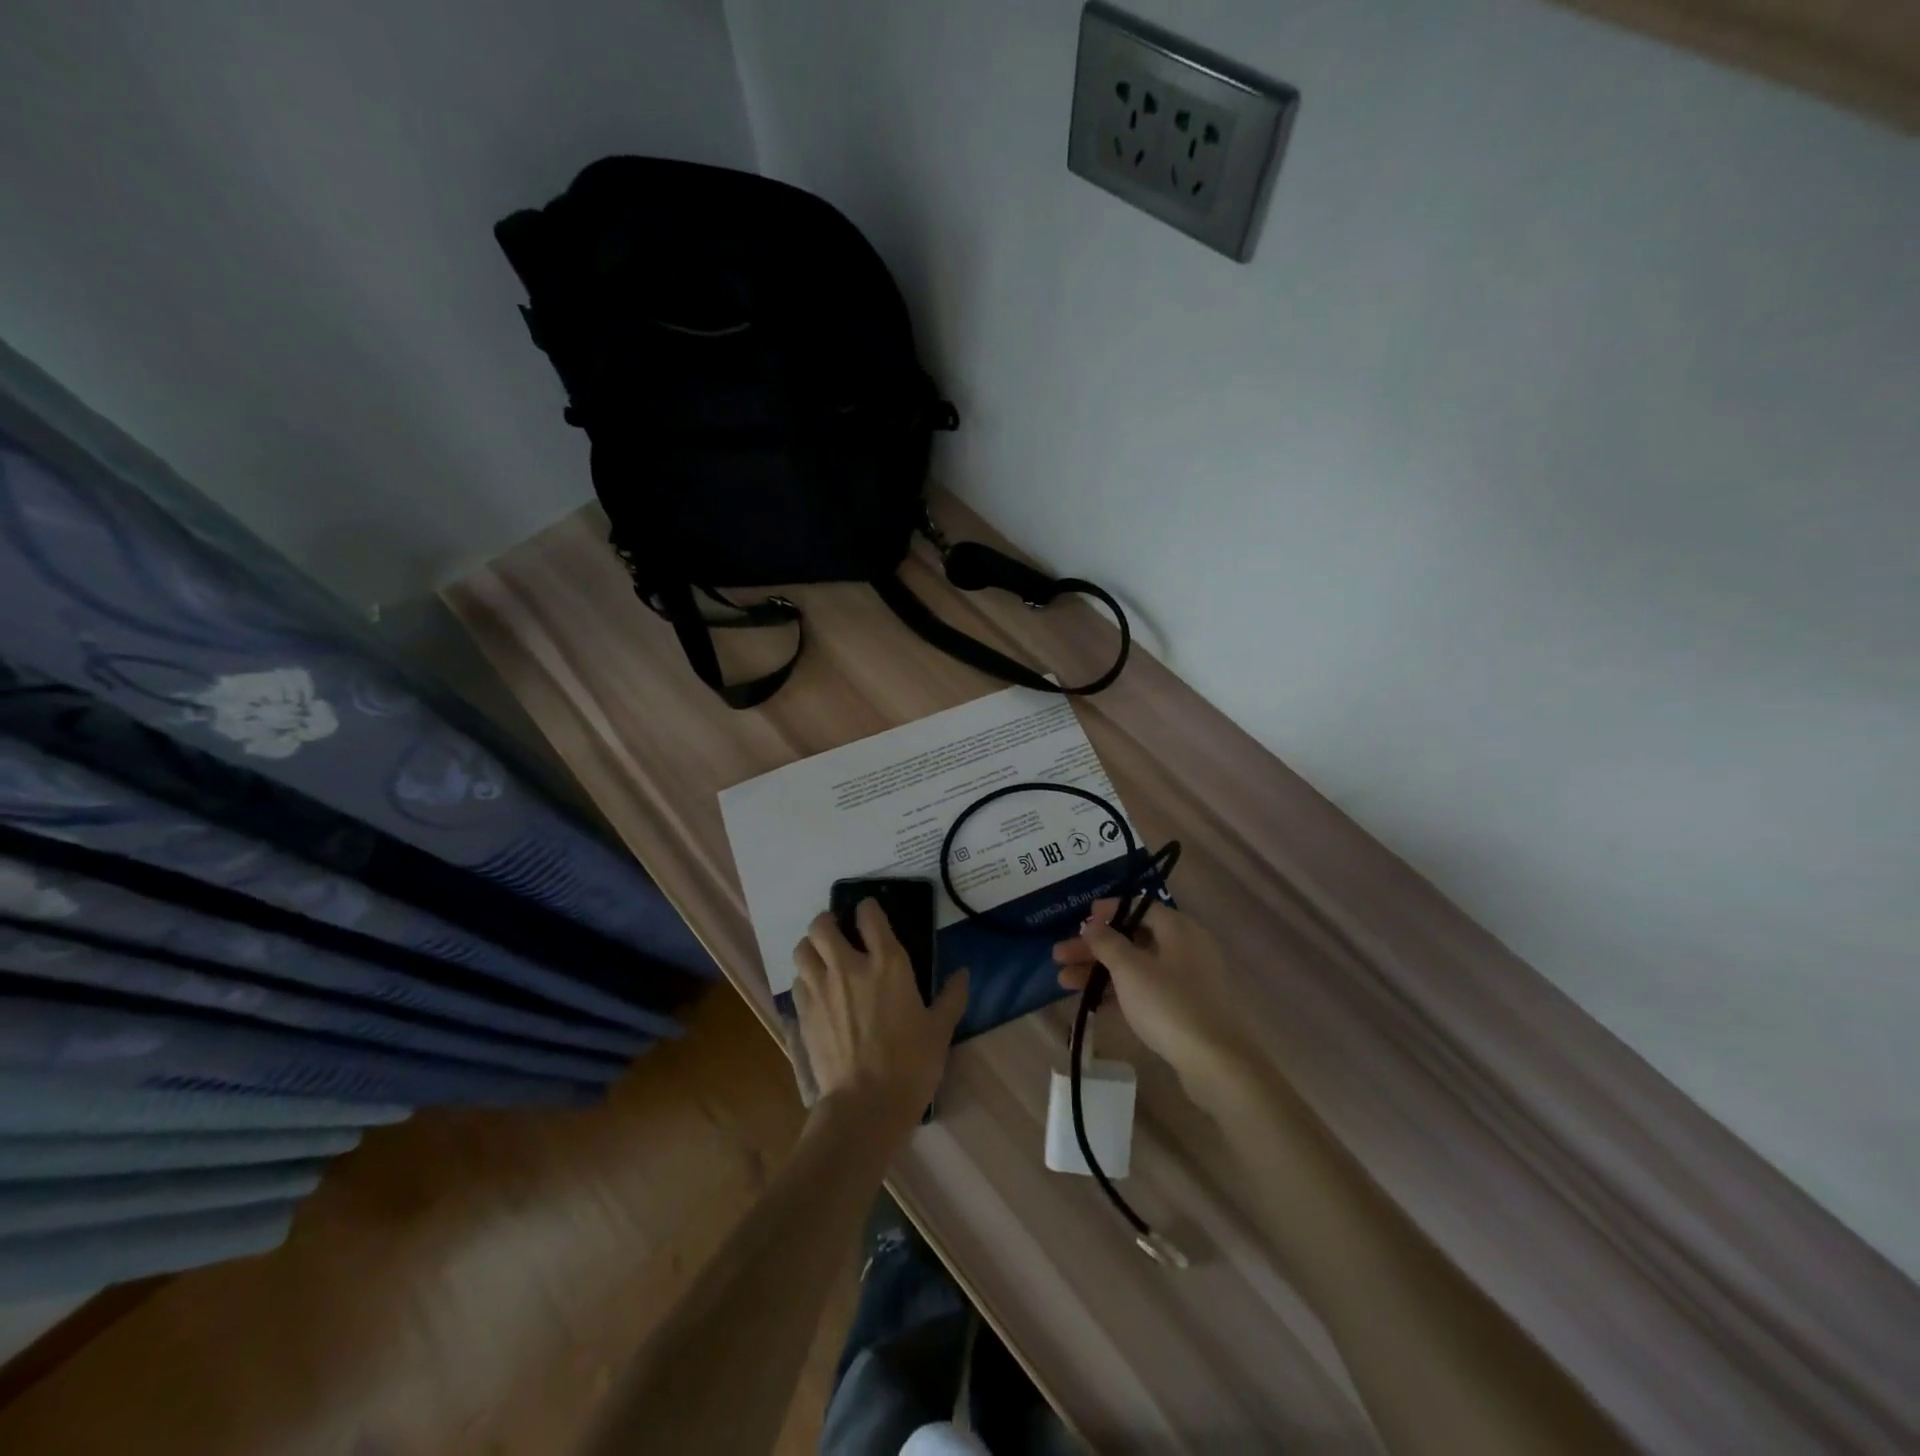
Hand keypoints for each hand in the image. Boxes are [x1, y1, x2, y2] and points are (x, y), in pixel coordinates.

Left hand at [792, 900, 968, 1140]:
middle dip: (829, 921)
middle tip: (839, 932)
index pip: (869, 915)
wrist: (865, 1105)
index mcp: (887, 963)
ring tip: (822, 957)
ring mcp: (821, 989)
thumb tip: (964, 974)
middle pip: (822, 925)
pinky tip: (816, 992)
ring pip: (802, 949)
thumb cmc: (910, 1064)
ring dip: (811, 947)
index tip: (870, 913)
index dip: (867, 908)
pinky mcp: (803, 1013)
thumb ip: (951, 997)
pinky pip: (797, 982)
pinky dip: (805, 979)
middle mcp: (848, 967)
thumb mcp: (940, 1030)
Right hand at [1053, 900, 1253, 1093]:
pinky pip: (1144, 989)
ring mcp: (1185, 979)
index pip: (1139, 906)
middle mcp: (1184, 947)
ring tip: (1063, 982)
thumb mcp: (1130, 969)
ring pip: (1135, 966)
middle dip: (1094, 947)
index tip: (1080, 919)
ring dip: (1099, 970)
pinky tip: (1090, 1002)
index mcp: (1177, 928)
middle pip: (1132, 937)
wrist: (1214, 1063)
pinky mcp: (1183, 1007)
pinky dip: (1117, 991)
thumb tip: (1092, 925)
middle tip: (1060, 955)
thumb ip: (1107, 942)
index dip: (1108, 911)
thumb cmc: (1168, 1004)